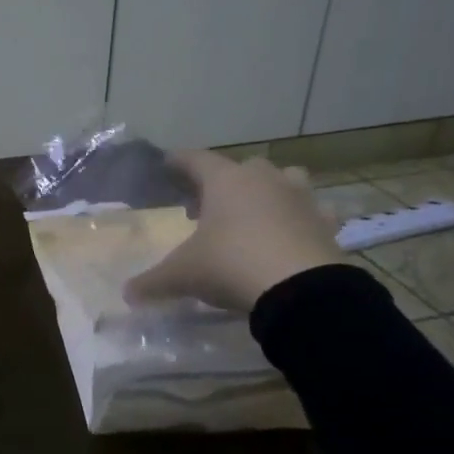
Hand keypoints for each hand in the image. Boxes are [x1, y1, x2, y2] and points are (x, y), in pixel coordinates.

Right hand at [125, 151, 345, 312]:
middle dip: (224, 182)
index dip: (178, 161)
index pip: (195, 159)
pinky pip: (310, 212)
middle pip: (241, 168)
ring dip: (268, 192)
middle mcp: (264, 179)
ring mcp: (300, 198)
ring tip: (254, 214)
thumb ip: (153, 282)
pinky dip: (299, 220)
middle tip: (208, 204)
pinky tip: (291, 236)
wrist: (302, 289)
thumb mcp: (183, 275)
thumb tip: (128, 293)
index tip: (167, 162)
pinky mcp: (326, 223)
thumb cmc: (231, 265)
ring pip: (283, 181)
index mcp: (225, 181)